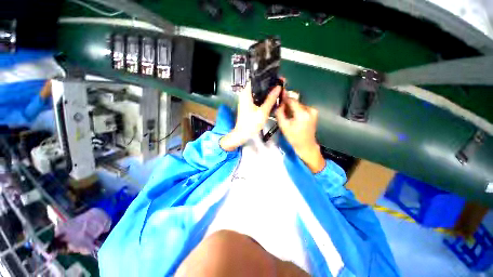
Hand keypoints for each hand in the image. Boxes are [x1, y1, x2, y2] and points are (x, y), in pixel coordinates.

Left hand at [220, 81, 281, 150]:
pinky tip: (272, 98)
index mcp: (246, 93)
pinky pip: (258, 98)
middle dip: (269, 85)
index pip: (256, 79)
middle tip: (280, 84)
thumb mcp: (263, 111)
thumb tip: (278, 87)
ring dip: (268, 91)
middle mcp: (245, 94)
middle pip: (258, 85)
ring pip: (259, 92)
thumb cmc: (251, 123)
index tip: (277, 78)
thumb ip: (271, 99)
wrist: (242, 134)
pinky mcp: (249, 105)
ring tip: (278, 90)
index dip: (267, 77)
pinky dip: (264, 97)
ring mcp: (247, 100)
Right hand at [275, 94, 324, 172]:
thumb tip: (279, 103)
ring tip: (287, 114)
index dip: (284, 97)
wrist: (306, 145)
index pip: (292, 100)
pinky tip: (293, 116)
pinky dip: (297, 110)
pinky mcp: (314, 113)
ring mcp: (313, 111)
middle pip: (296, 102)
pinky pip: (302, 108)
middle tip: (281, 108)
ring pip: (299, 104)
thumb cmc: (293, 137)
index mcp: (302, 113)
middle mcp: (310, 109)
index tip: (278, 95)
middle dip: (288, 103)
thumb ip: (280, 112)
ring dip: (292, 107)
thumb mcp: (283, 125)